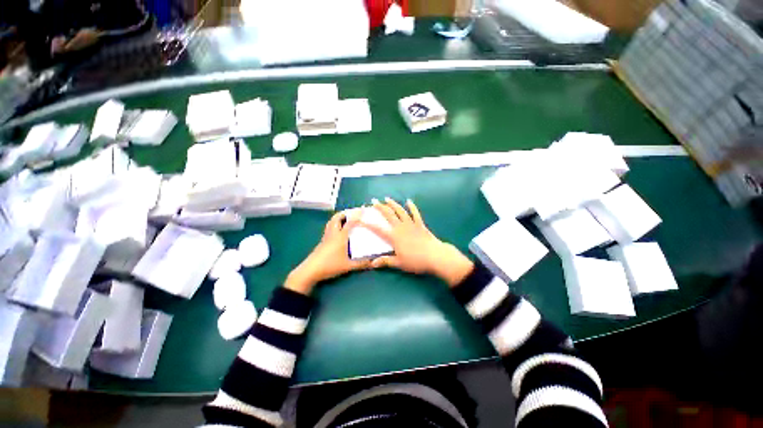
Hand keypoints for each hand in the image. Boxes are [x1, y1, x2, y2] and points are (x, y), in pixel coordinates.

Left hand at [285, 212, 370, 294]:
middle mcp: (333, 234)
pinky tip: (337, 231)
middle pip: (337, 218)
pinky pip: (328, 228)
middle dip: (344, 213)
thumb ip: (361, 264)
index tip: (362, 210)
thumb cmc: (330, 265)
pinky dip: (334, 224)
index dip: (357, 216)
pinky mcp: (322, 242)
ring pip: (331, 222)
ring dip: (337, 218)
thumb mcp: (348, 266)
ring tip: (344, 218)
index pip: (350, 223)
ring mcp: (326, 237)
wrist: (310, 270)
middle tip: (351, 212)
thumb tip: (373, 263)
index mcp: (340, 237)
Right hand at [362, 198, 473, 286]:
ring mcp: (411, 224)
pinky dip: (412, 207)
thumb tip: (372, 263)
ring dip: (393, 204)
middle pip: (388, 215)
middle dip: (380, 207)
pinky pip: (415, 213)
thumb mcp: (399, 263)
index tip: (361, 219)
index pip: (378, 229)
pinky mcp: (420, 224)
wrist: (435, 256)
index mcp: (394, 237)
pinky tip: (409, 201)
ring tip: (387, 198)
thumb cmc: (416, 261)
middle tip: (373, 201)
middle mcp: (400, 228)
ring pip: (400, 211)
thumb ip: (386, 261)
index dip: (368, 224)